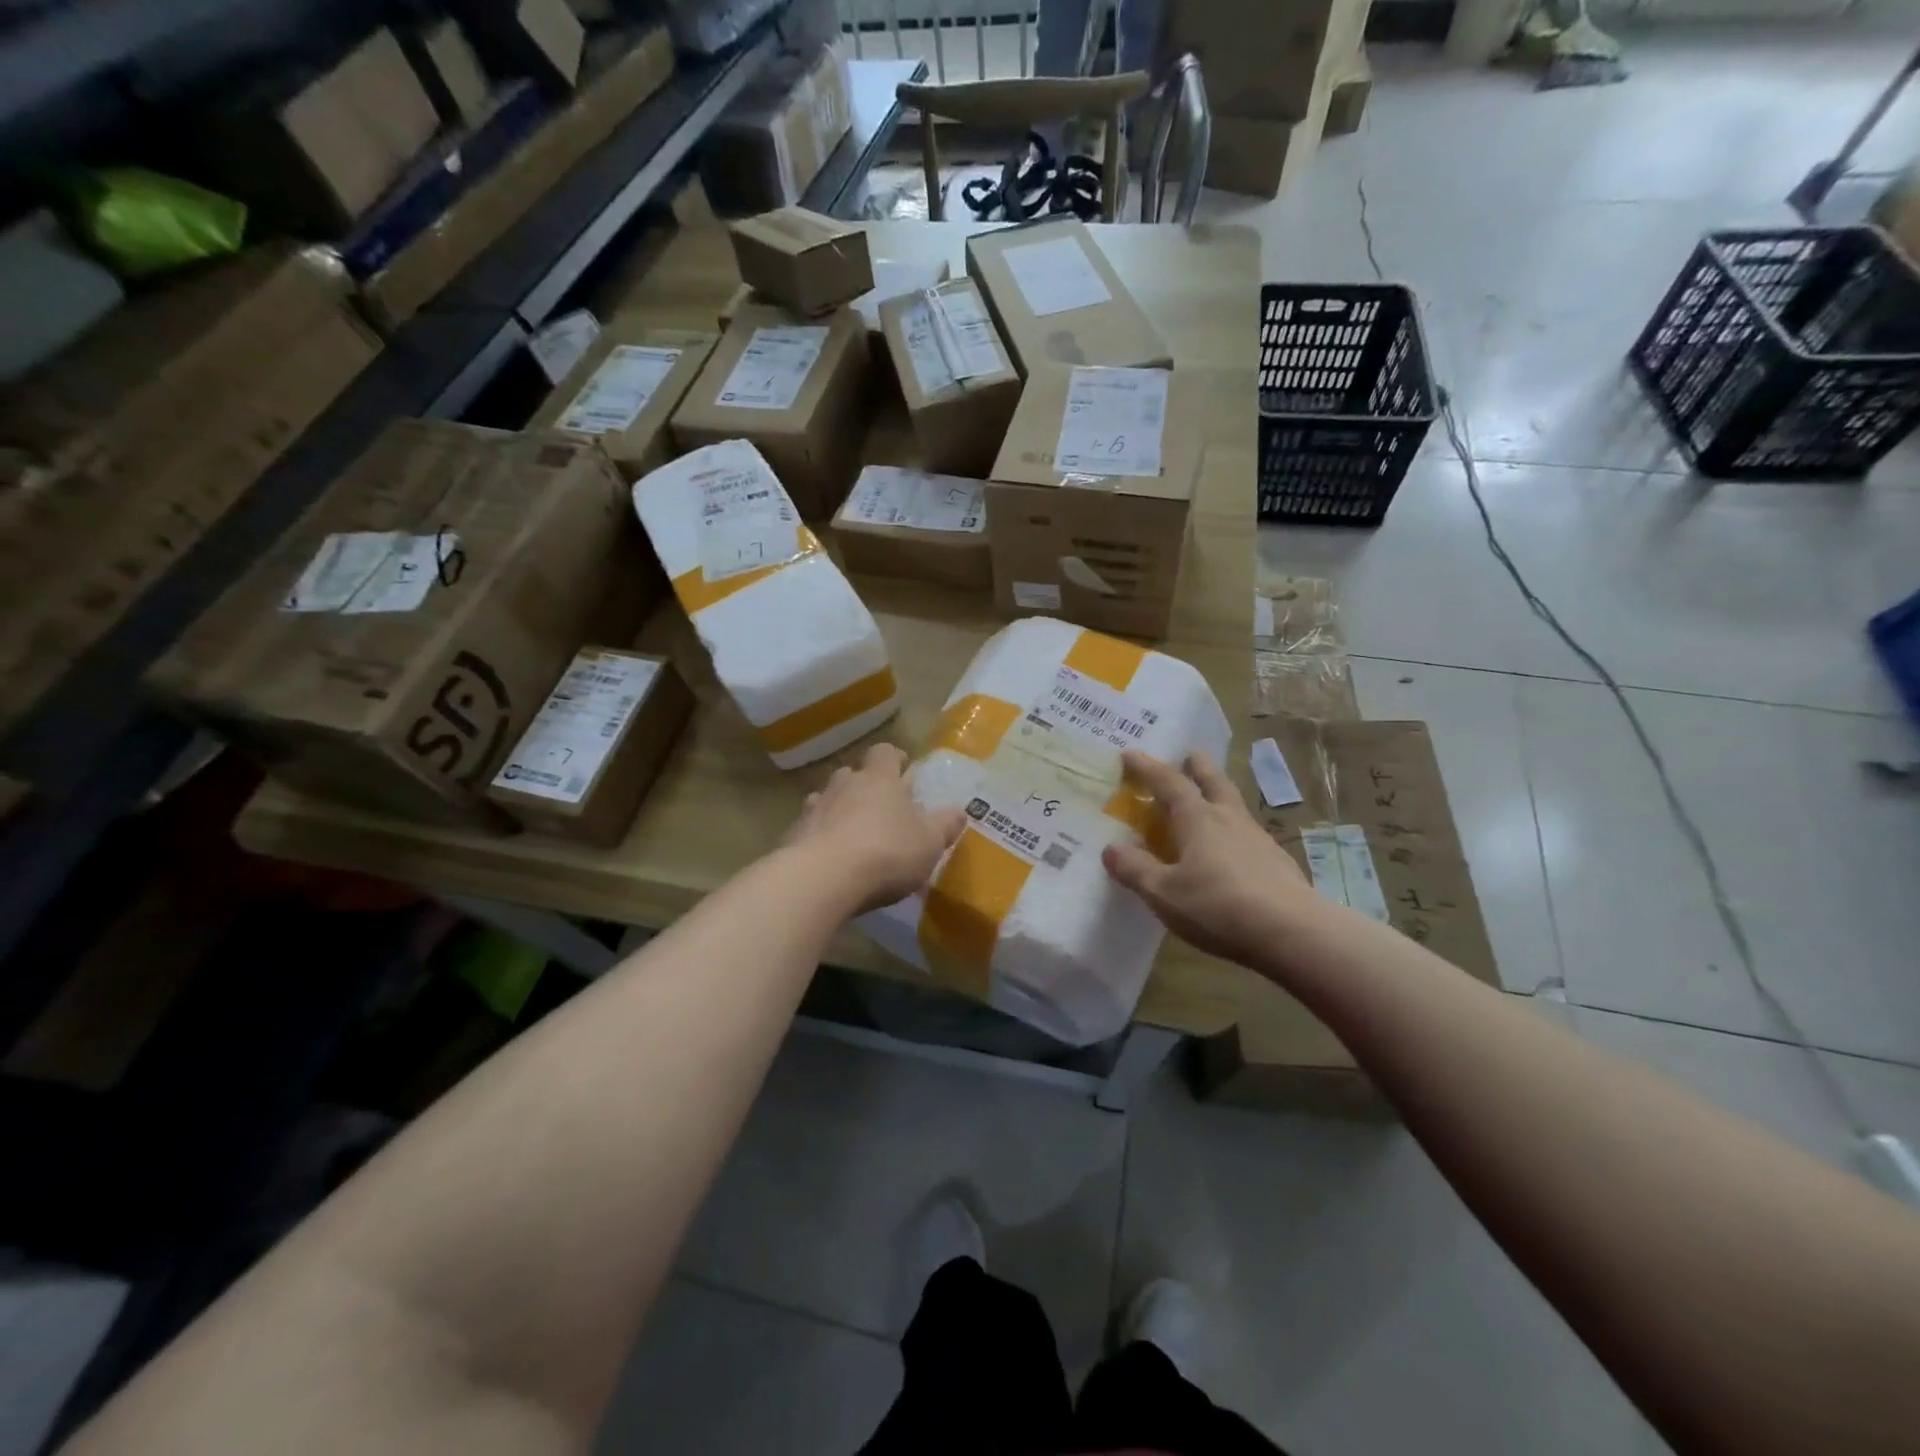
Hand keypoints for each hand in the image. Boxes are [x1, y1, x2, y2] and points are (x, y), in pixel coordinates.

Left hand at [785, 743, 965, 913]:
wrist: (823, 878)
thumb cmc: (887, 852)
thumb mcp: (929, 842)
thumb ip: (945, 825)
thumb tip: (959, 811)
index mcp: (879, 778)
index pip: (885, 752)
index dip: (894, 758)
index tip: (903, 769)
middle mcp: (844, 784)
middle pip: (853, 773)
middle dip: (865, 785)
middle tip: (880, 806)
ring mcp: (814, 808)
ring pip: (828, 798)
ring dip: (839, 809)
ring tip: (852, 832)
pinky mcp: (793, 835)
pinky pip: (810, 827)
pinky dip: (820, 836)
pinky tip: (830, 858)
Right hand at [1103, 750, 1322, 967]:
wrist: (1292, 932)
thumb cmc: (1217, 906)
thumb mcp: (1163, 892)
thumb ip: (1135, 869)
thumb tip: (1112, 849)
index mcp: (1198, 819)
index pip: (1169, 783)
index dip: (1148, 768)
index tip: (1131, 754)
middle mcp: (1229, 819)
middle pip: (1213, 782)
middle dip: (1198, 767)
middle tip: (1190, 755)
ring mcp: (1258, 839)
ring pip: (1234, 806)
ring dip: (1219, 795)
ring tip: (1210, 800)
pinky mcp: (1277, 863)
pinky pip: (1247, 835)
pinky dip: (1232, 831)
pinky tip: (1232, 850)